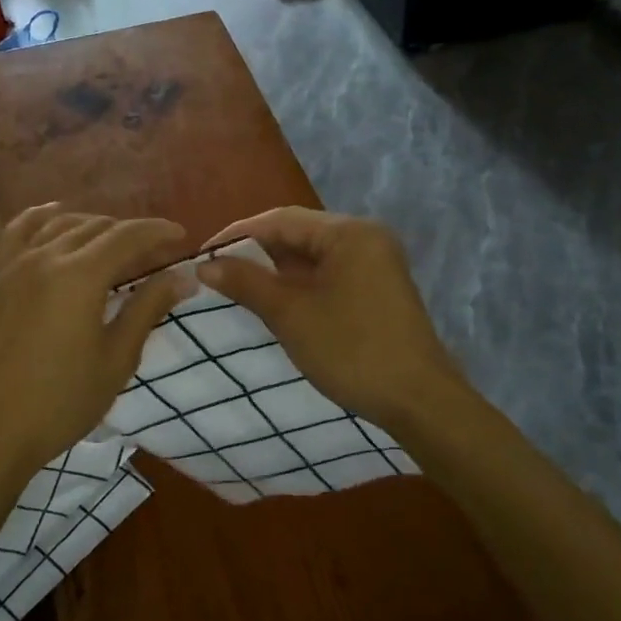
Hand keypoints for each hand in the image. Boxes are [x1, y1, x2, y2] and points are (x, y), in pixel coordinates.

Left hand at [0, 204, 195, 480]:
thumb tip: (183, 277)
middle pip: (96, 227)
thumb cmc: (62, 402)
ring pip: (60, 224)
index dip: (158, 231)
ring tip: (114, 243)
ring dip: (93, 226)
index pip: (127, 236)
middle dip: (130, 233)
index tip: (182, 236)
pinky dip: (41, 217)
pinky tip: (55, 216)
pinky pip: (17, 231)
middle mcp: (45, 257)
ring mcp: (14, 265)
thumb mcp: (116, 359)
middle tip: (155, 252)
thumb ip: (147, 309)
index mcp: (79, 276)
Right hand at [196, 207, 465, 435]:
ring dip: (275, 272)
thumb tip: (205, 265)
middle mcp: (365, 238)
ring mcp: (375, 264)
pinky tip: (272, 302)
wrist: (417, 400)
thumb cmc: (351, 350)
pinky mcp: (377, 290)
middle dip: (255, 253)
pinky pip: (328, 276)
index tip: (202, 255)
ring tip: (235, 288)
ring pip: (312, 258)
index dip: (237, 234)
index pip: (281, 220)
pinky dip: (298, 286)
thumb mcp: (291, 315)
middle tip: (215, 273)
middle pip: (298, 235)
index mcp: (349, 233)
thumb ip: (246, 283)